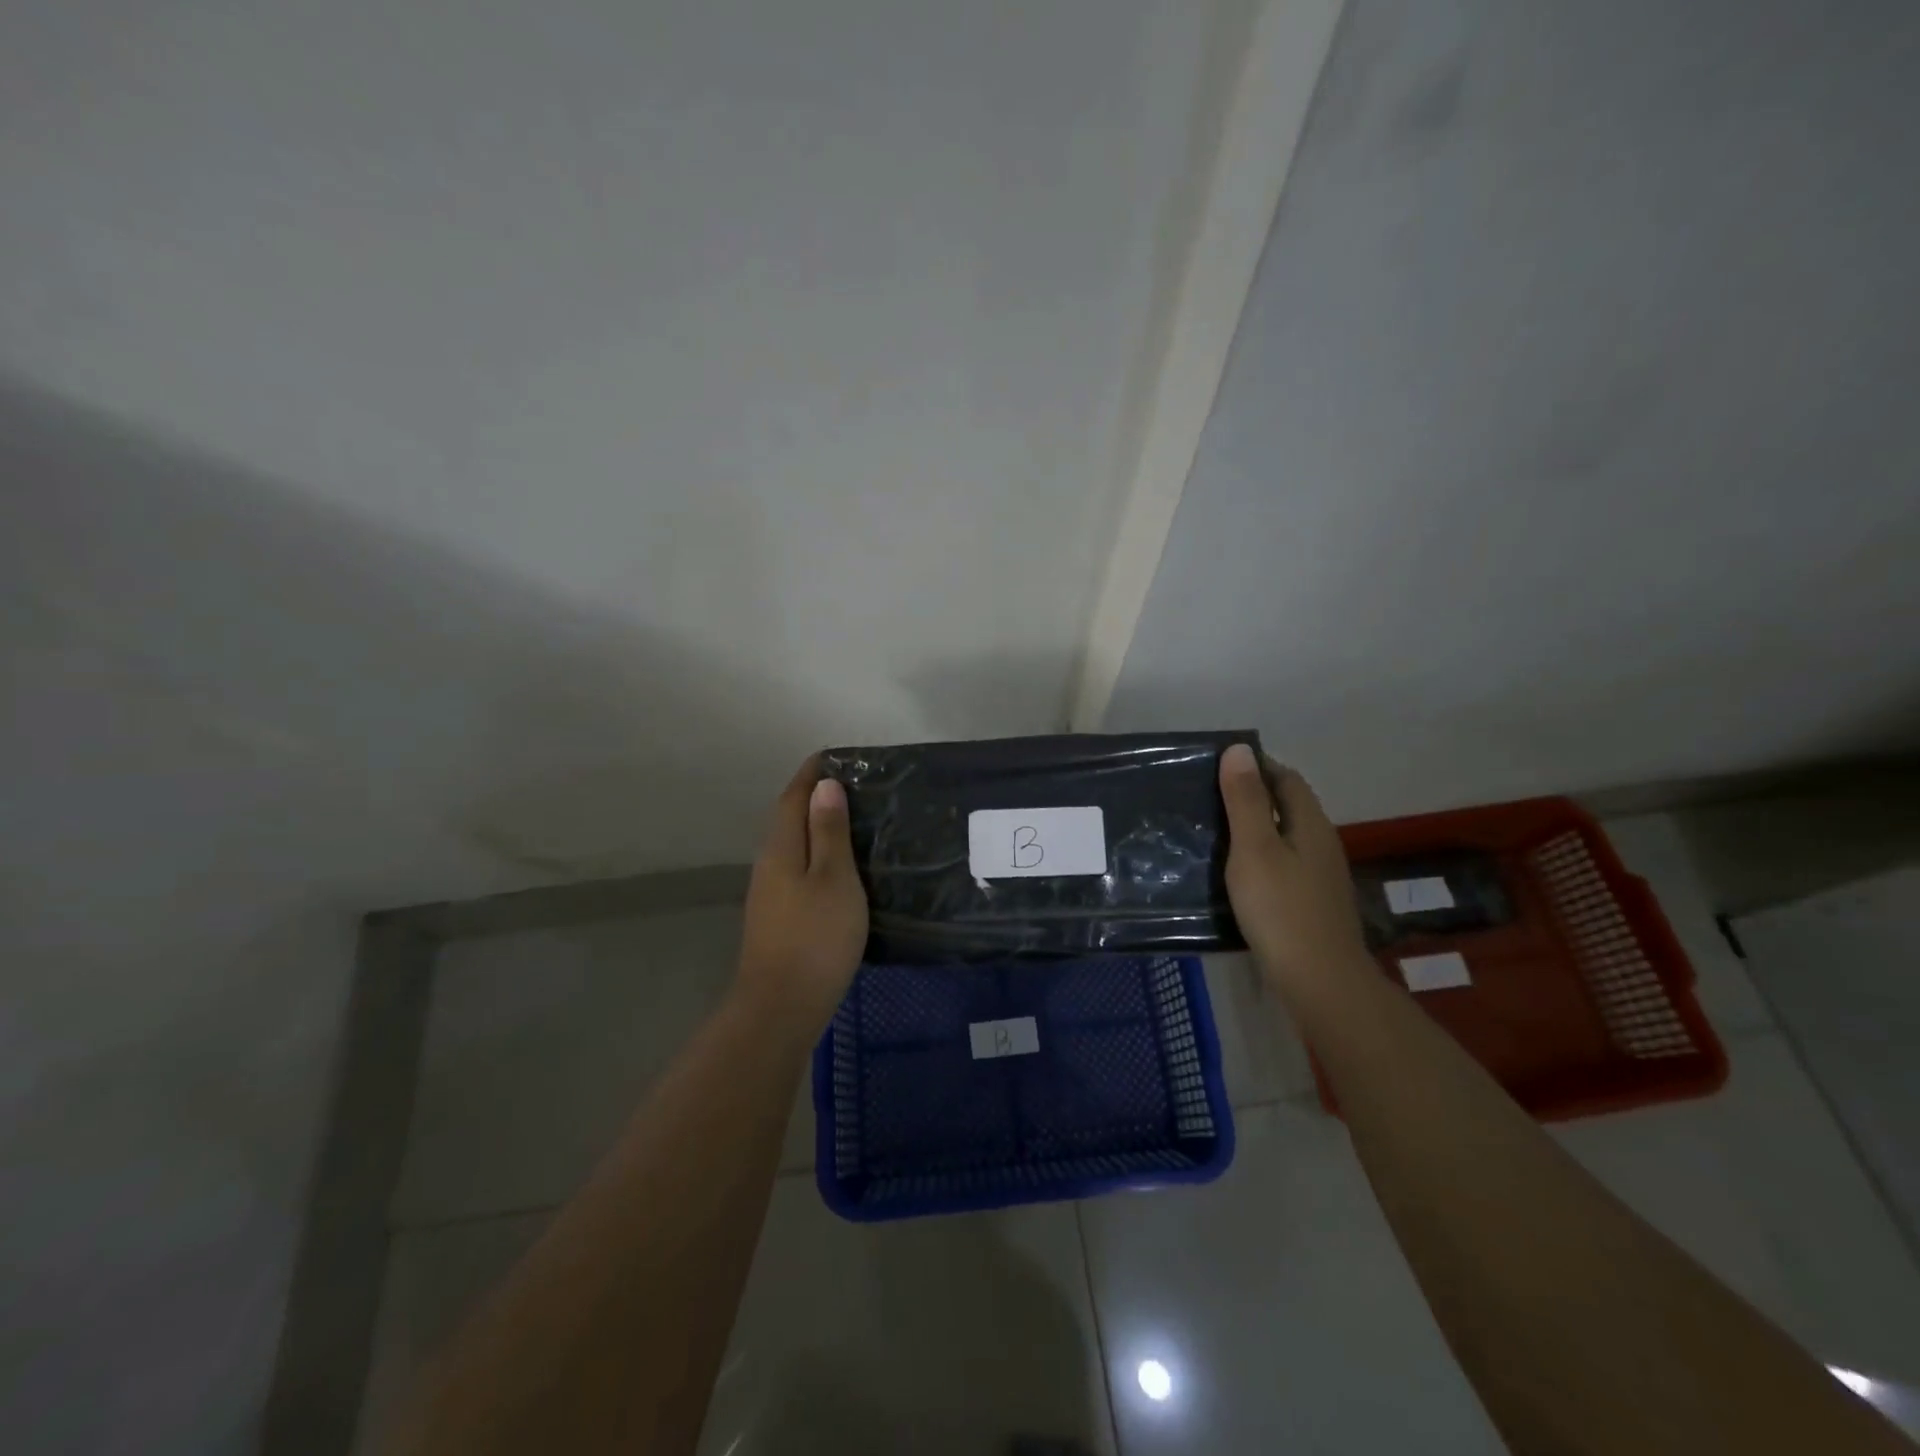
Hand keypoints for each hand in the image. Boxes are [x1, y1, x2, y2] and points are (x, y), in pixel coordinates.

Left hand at [736, 755, 867, 1030]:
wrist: (782, 1006)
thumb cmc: (815, 936)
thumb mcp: (833, 878)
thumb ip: (829, 831)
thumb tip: (824, 785)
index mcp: (781, 848)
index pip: (793, 796)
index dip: (812, 773)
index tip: (837, 756)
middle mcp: (769, 864)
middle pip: (789, 818)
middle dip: (815, 797)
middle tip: (856, 786)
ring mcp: (770, 893)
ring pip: (794, 846)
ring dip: (817, 827)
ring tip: (855, 821)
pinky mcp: (778, 917)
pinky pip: (799, 870)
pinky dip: (818, 856)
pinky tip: (841, 869)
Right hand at [1218, 743, 1368, 988]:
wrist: (1320, 980)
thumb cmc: (1280, 908)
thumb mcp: (1254, 848)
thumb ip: (1245, 800)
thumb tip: (1239, 749)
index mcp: (1310, 823)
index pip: (1286, 778)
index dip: (1256, 766)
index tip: (1218, 766)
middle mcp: (1321, 843)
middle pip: (1289, 805)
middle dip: (1254, 794)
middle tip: (1209, 796)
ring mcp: (1321, 875)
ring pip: (1287, 835)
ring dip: (1257, 826)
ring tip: (1216, 830)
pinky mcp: (1313, 902)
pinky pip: (1285, 863)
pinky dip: (1262, 855)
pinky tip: (1239, 871)